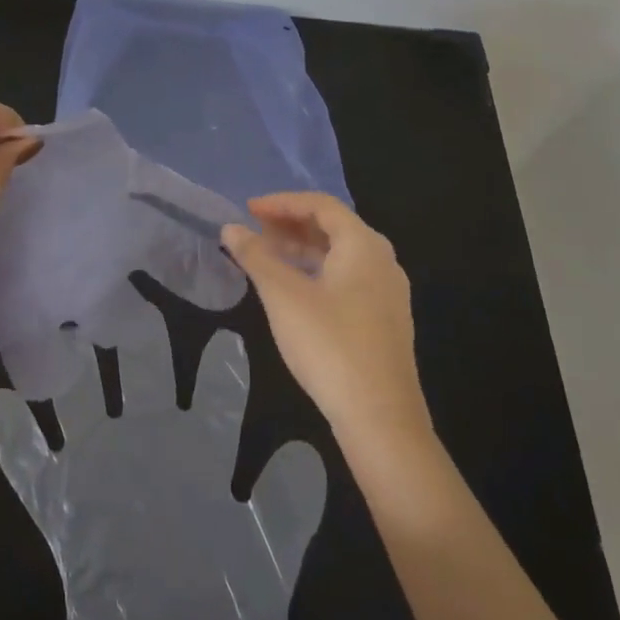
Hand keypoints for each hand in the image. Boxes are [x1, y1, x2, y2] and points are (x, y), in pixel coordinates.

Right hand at [221, 192, 431, 441]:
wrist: (380, 418)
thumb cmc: (329, 345)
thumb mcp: (283, 295)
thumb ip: (256, 256)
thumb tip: (231, 228)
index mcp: (363, 245)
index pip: (321, 205)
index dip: (282, 202)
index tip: (248, 210)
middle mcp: (382, 260)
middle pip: (334, 227)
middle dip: (291, 224)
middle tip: (255, 232)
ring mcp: (387, 292)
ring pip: (341, 255)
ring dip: (302, 249)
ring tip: (267, 257)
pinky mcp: (385, 320)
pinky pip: (348, 277)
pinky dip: (317, 271)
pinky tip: (293, 290)